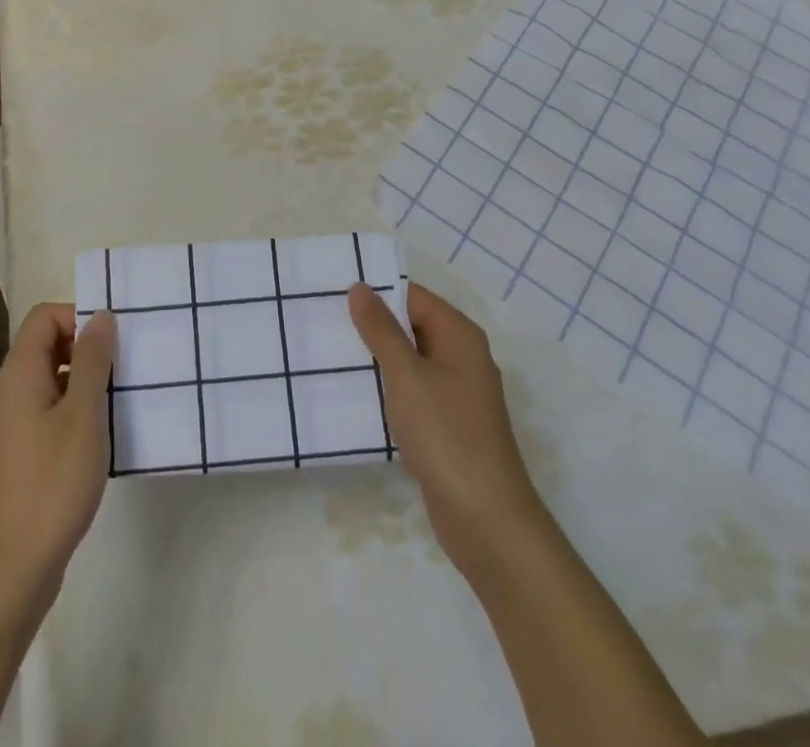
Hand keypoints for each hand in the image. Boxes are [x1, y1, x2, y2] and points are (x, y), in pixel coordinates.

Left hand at [0, 304, 116, 592]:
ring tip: (120, 400)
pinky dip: (75, 409)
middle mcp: (10, 391)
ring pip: (51, 378)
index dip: (78, 316)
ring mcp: (13, 423)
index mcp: (20, 373)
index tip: (111, 343)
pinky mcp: (21, 452)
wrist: (14, 567)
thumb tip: (101, 316)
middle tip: (123, 368)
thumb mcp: (83, 414)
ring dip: (84, 380)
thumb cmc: (52, 482)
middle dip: (86, 347)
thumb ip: (93, 361)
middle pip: (46, 344)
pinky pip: (49, 409)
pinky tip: (101, 435)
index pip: (44, 316)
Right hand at [349, 281, 546, 583]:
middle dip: (372, 325)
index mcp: (459, 336)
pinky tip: (354, 395)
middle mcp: (462, 357)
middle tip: (323, 321)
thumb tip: (361, 288)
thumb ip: (381, 330)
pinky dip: (387, 389)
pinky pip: (412, 392)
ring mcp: (456, 394)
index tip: (334, 293)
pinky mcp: (447, 425)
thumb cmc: (447, 435)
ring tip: (329, 354)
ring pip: (410, 362)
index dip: (377, 292)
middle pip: (412, 326)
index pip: (413, 297)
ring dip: (377, 359)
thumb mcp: (407, 375)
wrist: (486, 520)